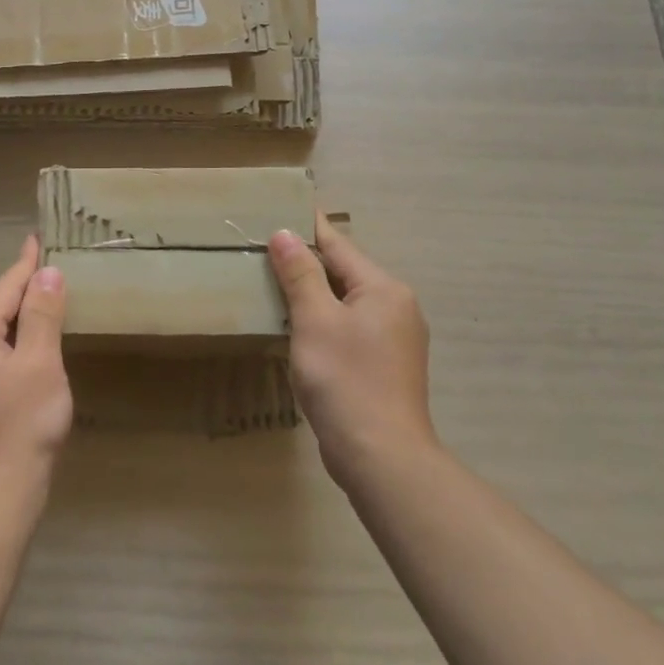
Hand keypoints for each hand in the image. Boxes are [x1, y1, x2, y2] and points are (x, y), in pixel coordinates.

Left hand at [0, 236, 71, 520]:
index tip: (38, 238)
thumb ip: (42, 314)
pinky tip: (25, 356)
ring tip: (44, 307)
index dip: (26, 264)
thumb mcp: (40, 364)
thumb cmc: (19, 429)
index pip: (3, 289)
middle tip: (52, 272)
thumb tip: (46, 272)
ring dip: (16, 326)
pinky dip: (6, 352)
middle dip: (23, 294)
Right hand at [268, 218, 434, 488]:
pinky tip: (301, 328)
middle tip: (266, 248)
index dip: (308, 227)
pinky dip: (326, 321)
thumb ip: (300, 274)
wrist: (382, 457)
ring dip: (315, 294)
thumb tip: (284, 233)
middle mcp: (397, 307)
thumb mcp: (315, 321)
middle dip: (308, 261)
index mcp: (383, 289)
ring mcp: (396, 339)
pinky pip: (351, 328)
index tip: (283, 206)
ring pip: (347, 302)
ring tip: (277, 283)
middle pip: (345, 272)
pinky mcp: (388, 366)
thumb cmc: (346, 380)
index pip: (338, 245)